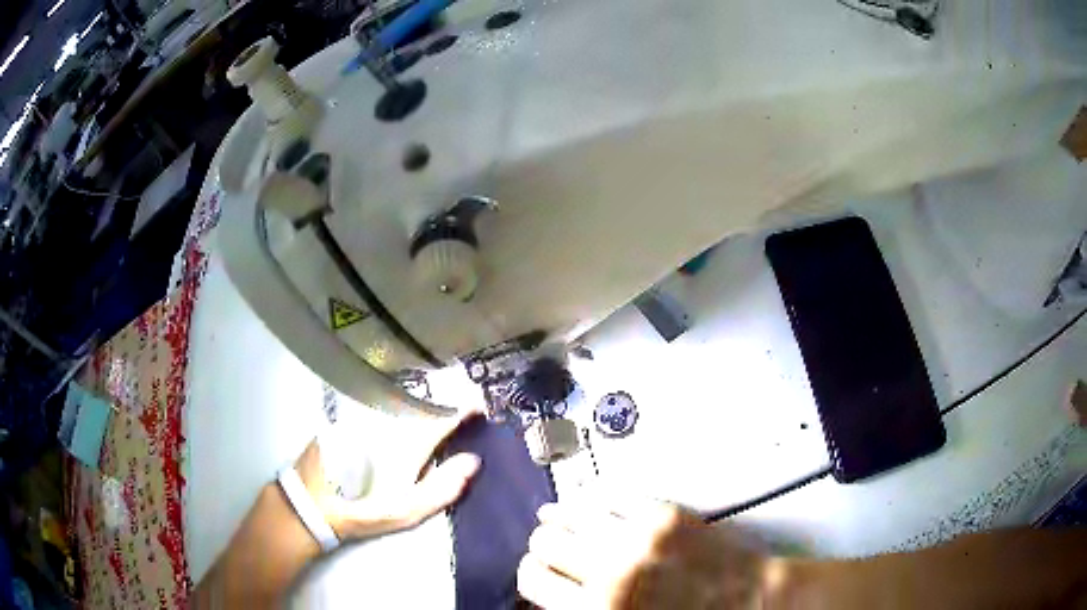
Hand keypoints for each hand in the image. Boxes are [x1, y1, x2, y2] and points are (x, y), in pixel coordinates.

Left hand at [293, 412, 482, 539]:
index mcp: (407, 441)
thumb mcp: (408, 510)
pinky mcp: (351, 413)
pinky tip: (404, 410)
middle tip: (463, 409)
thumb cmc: (365, 509)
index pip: (445, 415)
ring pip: (404, 397)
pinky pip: (384, 401)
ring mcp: (367, 413)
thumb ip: (443, 487)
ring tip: (437, 408)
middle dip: (448, 400)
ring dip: (425, 400)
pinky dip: (401, 402)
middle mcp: (389, 419)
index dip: (468, 406)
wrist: (312, 501)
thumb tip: (474, 460)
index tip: (482, 407)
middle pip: (426, 400)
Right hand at [518, 494, 768, 608]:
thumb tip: (553, 594)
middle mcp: (612, 571)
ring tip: (563, 520)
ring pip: (572, 511)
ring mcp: (640, 537)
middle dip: (546, 546)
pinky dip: (594, 498)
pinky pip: (611, 493)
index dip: (532, 573)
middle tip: (554, 549)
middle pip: (545, 541)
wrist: (751, 602)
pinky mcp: (665, 514)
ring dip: (562, 517)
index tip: (538, 570)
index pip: (533, 578)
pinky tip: (593, 503)